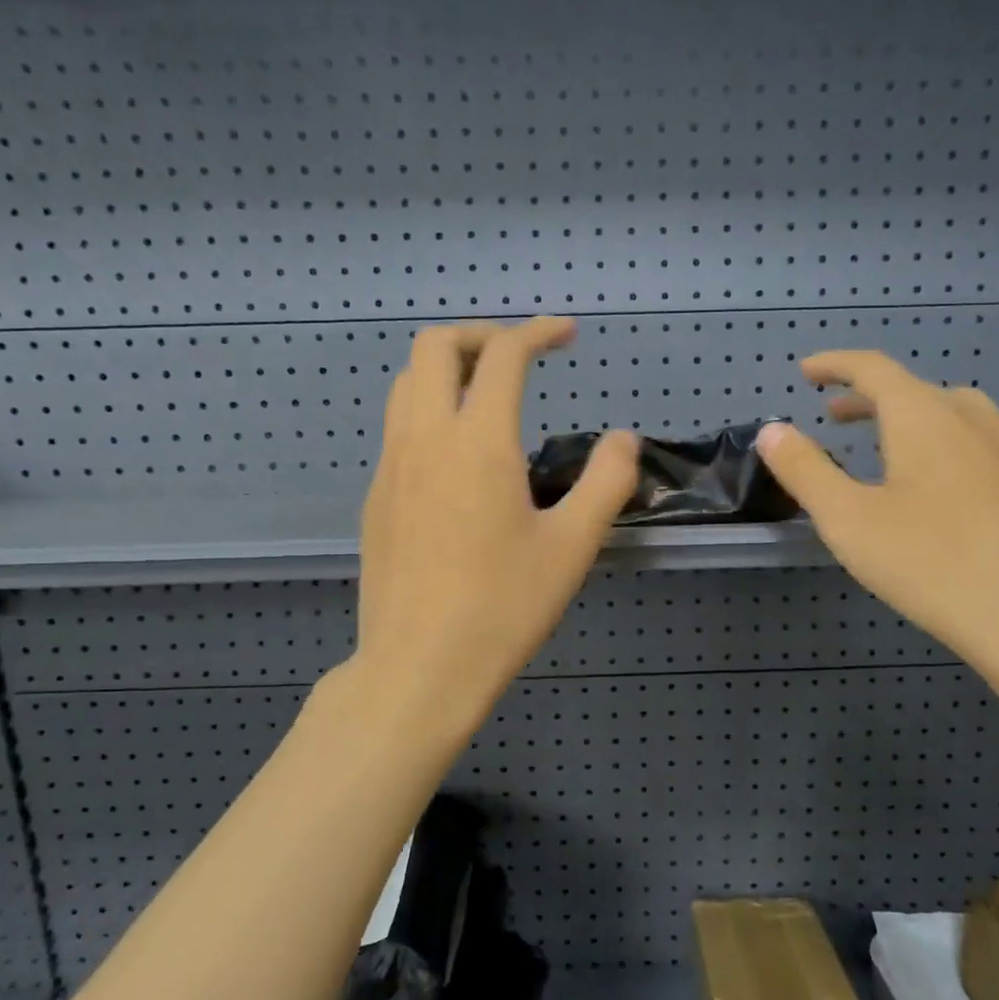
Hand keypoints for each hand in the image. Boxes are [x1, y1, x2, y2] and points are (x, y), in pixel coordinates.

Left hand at [352, 316, 638, 737]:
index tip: (567, 334)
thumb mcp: (571, 547)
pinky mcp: (375, 499)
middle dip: (481, 335)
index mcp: (478, 442)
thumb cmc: (503, 608)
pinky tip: (458, 461)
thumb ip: (605, 483)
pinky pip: (397, 430)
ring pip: (406, 385)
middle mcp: (424, 438)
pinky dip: (429, 413)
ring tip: (487, 398)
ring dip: (447, 370)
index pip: (503, 354)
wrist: (420, 667)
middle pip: (435, 346)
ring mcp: (390, 468)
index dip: (538, 332)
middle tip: (520, 356)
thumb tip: (623, 439)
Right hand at [755, 352, 998, 681]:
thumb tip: (772, 430)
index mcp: (924, 416)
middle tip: (833, 415)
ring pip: (948, 414)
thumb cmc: (930, 562)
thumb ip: (805, 471)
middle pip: (912, 390)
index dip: (835, 365)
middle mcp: (970, 419)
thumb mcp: (848, 519)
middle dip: (867, 397)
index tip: (806, 371)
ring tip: (881, 445)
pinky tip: (931, 487)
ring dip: (905, 419)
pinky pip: (971, 443)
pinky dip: (936, 443)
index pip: (873, 369)